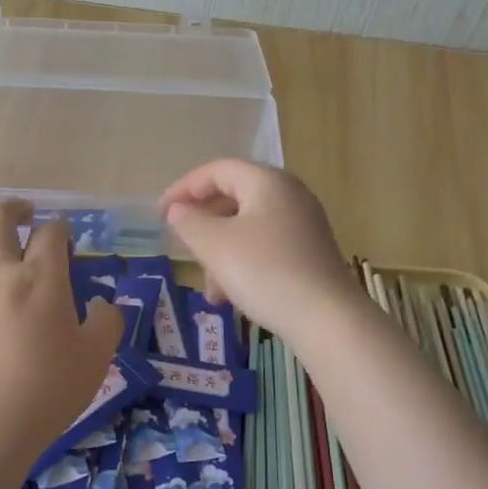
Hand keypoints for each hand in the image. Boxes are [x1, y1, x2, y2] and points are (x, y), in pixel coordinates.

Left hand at [0, 202, 122, 472]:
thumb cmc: (49, 390)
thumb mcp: (96, 358)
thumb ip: (107, 322)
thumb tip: (102, 304)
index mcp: (42, 278)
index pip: (51, 233)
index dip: (62, 229)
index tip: (67, 238)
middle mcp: (1, 273)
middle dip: (15, 209)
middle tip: (28, 215)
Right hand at [158, 159, 360, 336]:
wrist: (326, 318)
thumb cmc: (265, 271)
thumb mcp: (215, 245)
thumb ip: (190, 222)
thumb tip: (178, 211)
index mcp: (267, 182)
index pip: (217, 170)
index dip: (184, 188)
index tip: (160, 213)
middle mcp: (289, 195)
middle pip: (233, 198)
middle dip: (203, 225)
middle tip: (181, 246)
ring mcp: (303, 225)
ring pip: (247, 228)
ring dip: (220, 254)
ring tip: (209, 289)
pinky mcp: (309, 253)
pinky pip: (265, 248)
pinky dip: (242, 265)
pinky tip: (231, 297)